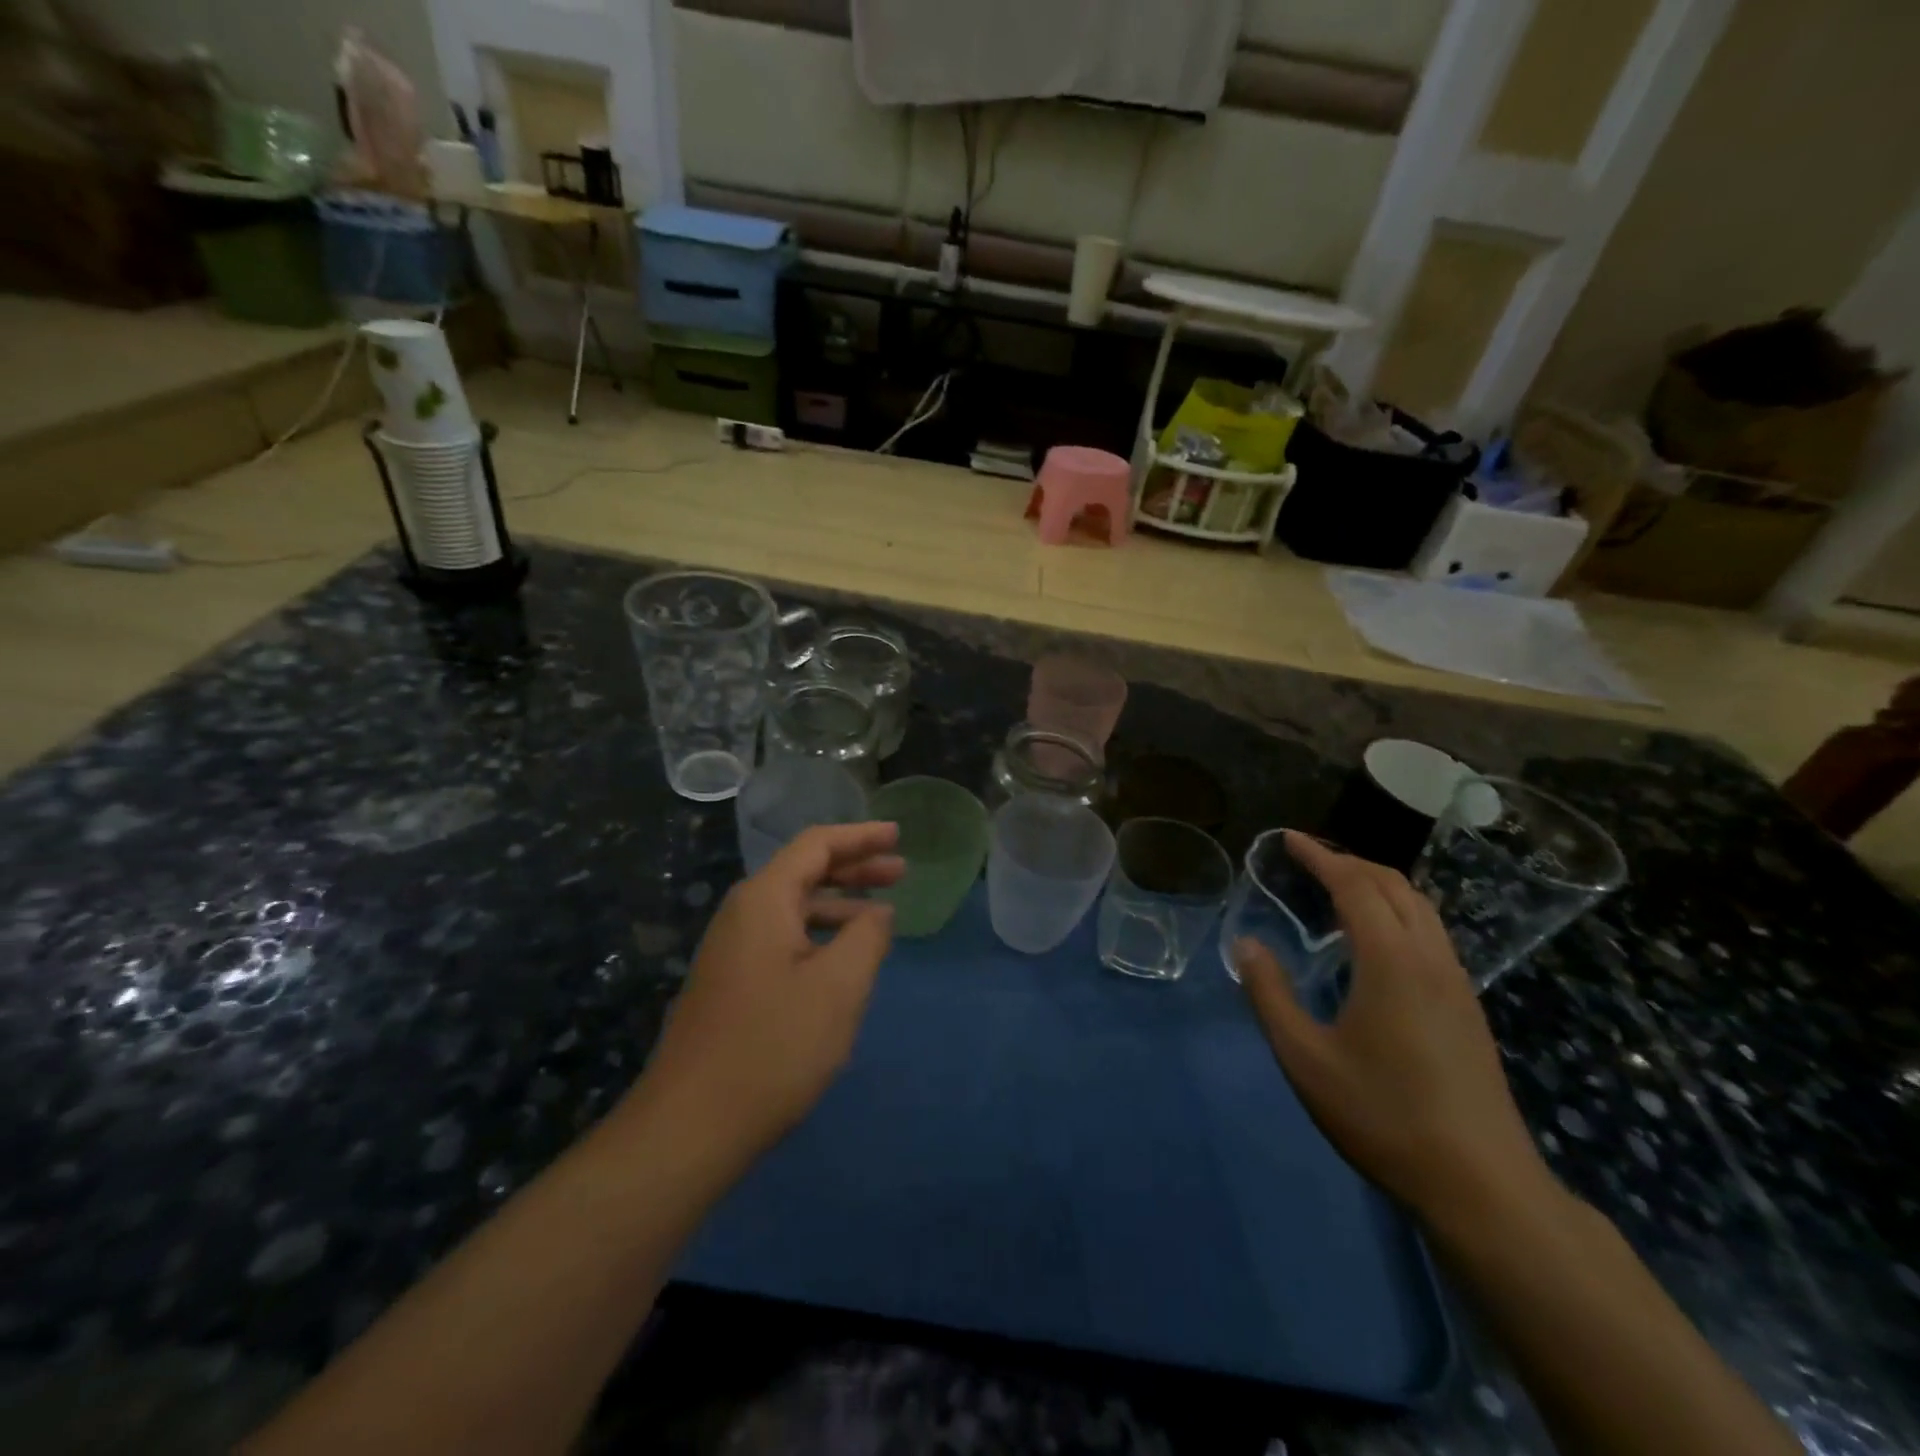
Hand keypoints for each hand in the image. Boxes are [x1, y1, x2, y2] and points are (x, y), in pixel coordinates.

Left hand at [631, 823, 903, 1165]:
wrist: (690, 1126)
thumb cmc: (773, 1047)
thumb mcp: (838, 987)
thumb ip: (867, 937)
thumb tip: (877, 913)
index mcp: (764, 900)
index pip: (816, 844)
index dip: (861, 836)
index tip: (897, 835)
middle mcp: (743, 913)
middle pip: (804, 871)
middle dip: (854, 867)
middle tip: (900, 871)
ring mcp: (732, 949)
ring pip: (794, 907)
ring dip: (839, 903)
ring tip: (882, 915)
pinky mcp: (731, 981)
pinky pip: (784, 937)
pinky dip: (820, 934)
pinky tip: (843, 959)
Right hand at [1232, 832, 1551, 1221]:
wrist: (1483, 1185)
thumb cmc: (1383, 1115)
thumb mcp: (1305, 1058)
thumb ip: (1270, 994)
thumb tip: (1246, 944)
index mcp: (1391, 961)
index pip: (1355, 885)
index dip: (1320, 856)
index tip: (1288, 838)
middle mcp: (1430, 958)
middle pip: (1395, 886)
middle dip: (1349, 861)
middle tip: (1308, 859)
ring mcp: (1457, 984)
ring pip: (1421, 908)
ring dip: (1378, 885)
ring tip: (1339, 889)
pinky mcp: (1467, 1009)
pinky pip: (1431, 934)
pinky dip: (1397, 912)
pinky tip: (1376, 942)